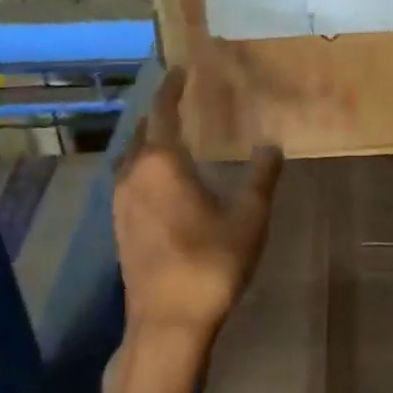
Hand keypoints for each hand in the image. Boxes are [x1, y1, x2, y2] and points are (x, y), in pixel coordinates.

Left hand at [113, 68, 282, 351]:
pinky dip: (147, 165)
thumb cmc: (210, 261)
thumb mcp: (249, 215)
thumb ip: (261, 175)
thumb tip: (271, 145)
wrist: (167, 323)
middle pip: (143, 131)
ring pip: (134, 157)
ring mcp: (121, 203)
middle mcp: (133, 174)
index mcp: (161, 162)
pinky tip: (166, 178)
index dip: (172, 88)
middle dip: (160, 112)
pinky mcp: (120, 226)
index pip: (163, 111)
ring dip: (151, 140)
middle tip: (181, 98)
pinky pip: (132, 179)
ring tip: (175, 133)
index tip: (180, 68)